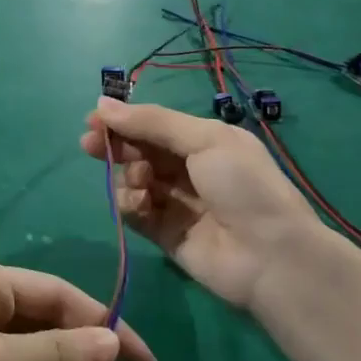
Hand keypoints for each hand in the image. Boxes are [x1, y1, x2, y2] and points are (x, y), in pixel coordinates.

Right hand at [80, 97, 323, 310]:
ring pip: (132, 180)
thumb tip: (103, 104)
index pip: (153, 125)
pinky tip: (141, 204)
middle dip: (115, 145)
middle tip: (90, 144)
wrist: (270, 256)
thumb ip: (152, 122)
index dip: (123, 120)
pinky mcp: (164, 233)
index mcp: (203, 141)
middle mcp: (188, 169)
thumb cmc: (243, 186)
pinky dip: (131, 204)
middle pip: (139, 151)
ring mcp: (175, 202)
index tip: (93, 119)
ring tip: (142, 182)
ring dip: (129, 176)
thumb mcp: (204, 140)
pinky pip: (134, 211)